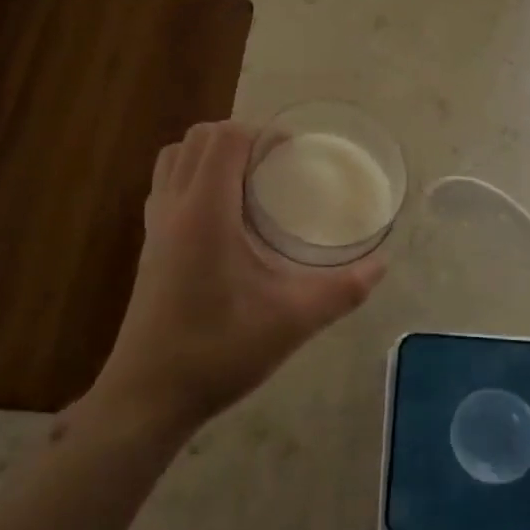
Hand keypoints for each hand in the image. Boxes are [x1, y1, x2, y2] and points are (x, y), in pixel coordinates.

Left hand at [93, 121, 385, 434]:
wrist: (148, 397)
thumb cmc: (219, 351)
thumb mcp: (292, 321)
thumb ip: (342, 290)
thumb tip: (382, 265)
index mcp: (205, 211)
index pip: (225, 138)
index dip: (261, 132)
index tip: (292, 152)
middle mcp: (174, 207)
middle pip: (197, 139)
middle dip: (238, 136)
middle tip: (274, 164)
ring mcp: (154, 226)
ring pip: (174, 159)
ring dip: (209, 154)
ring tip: (247, 181)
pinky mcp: (147, 247)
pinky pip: (165, 186)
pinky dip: (192, 178)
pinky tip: (223, 217)